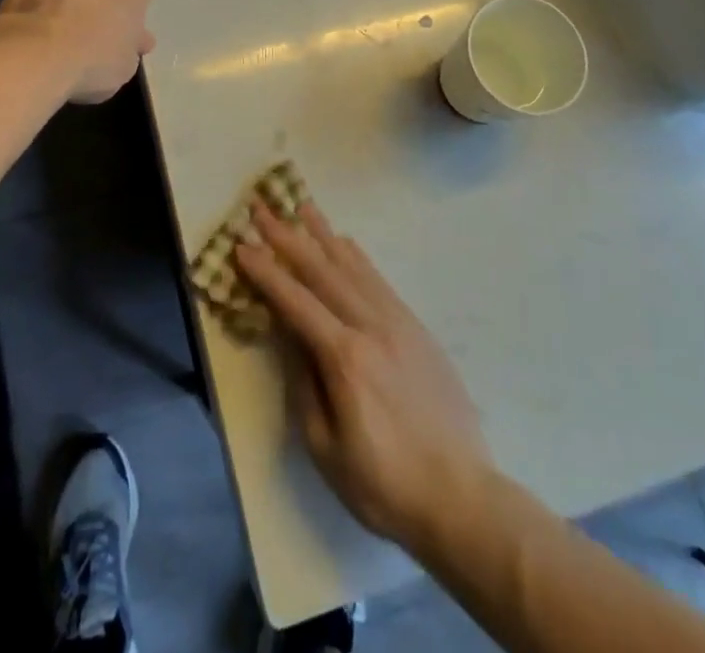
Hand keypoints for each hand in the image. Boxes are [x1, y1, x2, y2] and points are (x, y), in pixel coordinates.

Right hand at [236, 201, 492, 553]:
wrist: (462, 498)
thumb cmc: (384, 484)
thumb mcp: (326, 447)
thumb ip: (303, 383)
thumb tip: (288, 335)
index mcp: (345, 357)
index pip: (295, 302)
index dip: (266, 272)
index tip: (241, 244)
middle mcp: (371, 326)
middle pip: (322, 270)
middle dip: (287, 237)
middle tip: (262, 208)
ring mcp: (398, 322)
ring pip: (353, 266)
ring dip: (323, 234)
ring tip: (301, 207)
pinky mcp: (416, 328)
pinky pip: (379, 280)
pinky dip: (357, 256)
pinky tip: (345, 242)